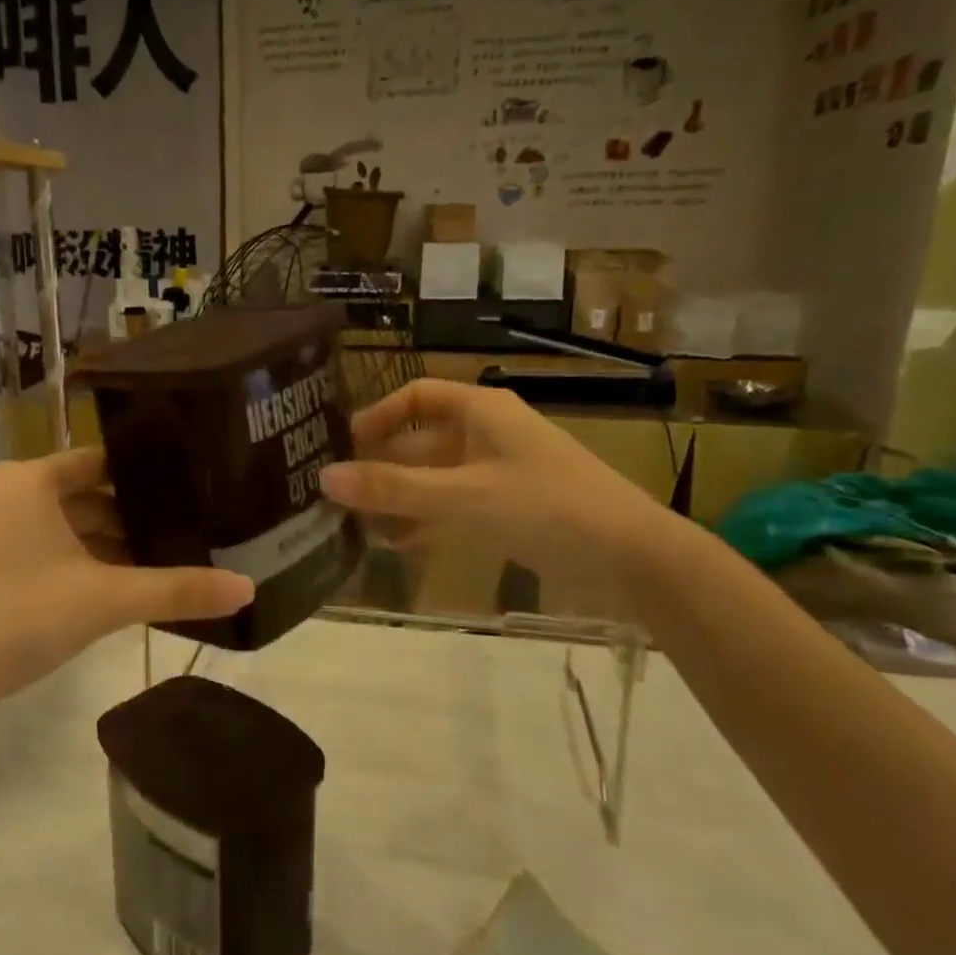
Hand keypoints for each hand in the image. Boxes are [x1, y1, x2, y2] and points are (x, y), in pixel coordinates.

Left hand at [0, 449, 253, 711]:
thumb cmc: (17, 617)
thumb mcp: (105, 600)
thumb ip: (176, 590)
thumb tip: (248, 589)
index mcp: (28, 480)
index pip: (100, 461)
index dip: (145, 474)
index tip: (189, 486)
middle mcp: (3, 492)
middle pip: (82, 494)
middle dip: (130, 516)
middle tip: (185, 528)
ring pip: (60, 524)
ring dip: (103, 542)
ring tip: (159, 558)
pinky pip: (39, 546)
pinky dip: (74, 560)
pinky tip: (111, 584)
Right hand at [318, 379, 660, 579]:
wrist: (632, 557)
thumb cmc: (546, 507)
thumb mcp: (462, 496)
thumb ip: (393, 489)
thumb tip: (323, 478)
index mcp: (480, 411)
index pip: (414, 397)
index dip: (376, 417)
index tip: (340, 446)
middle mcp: (486, 433)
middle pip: (419, 441)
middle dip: (380, 466)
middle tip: (337, 495)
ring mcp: (498, 472)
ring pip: (433, 478)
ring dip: (398, 498)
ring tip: (357, 525)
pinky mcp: (508, 507)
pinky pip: (453, 505)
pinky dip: (425, 520)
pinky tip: (397, 544)